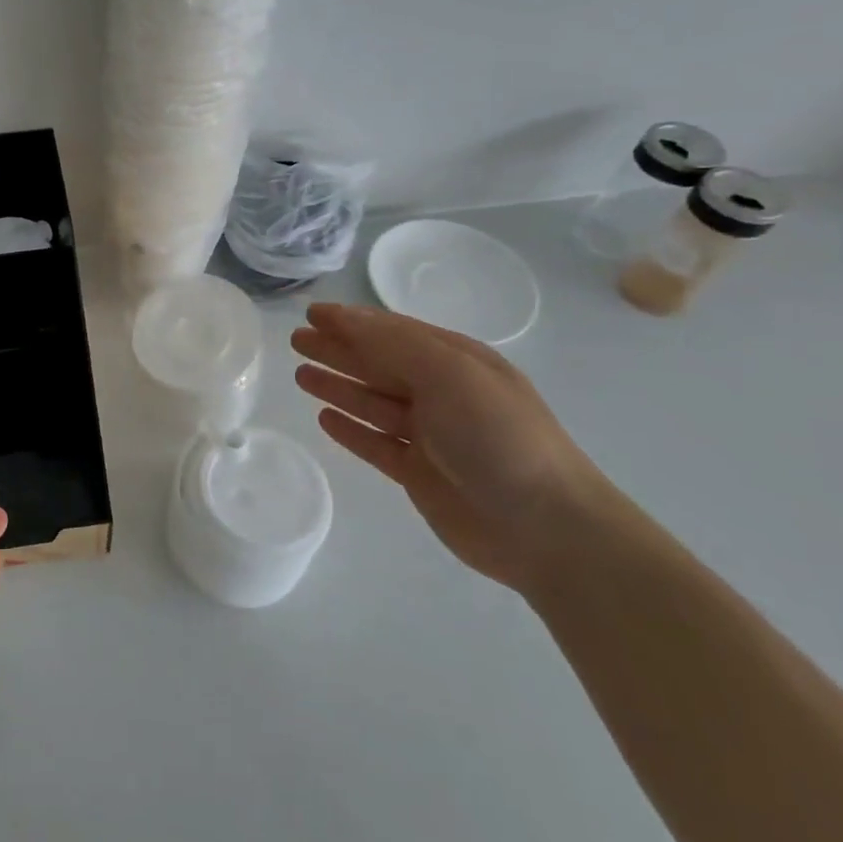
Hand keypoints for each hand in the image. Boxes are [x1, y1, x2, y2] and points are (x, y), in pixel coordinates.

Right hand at [292, 303, 621, 590]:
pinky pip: (375, 443)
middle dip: (338, 350)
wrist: (546, 527)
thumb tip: (345, 319)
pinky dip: (350, 429)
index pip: (393, 332)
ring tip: (301, 375)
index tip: (311, 313)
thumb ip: (394, 344)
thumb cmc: (498, 437)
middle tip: (296, 341)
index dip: (352, 321)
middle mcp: (442, 394)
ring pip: (372, 403)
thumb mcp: (450, 374)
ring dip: (338, 386)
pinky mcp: (419, 473)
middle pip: (378, 365)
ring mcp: (431, 436)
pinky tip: (324, 419)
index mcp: (457, 362)